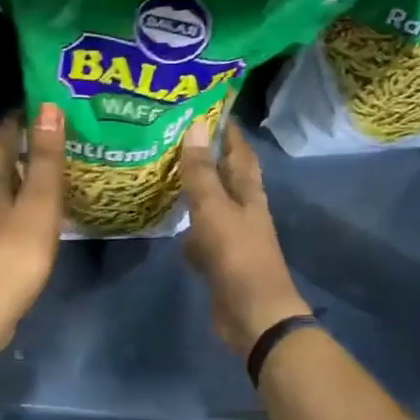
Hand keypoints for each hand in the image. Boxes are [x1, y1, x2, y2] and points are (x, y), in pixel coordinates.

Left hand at [0, 104, 65, 341]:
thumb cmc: (16, 250)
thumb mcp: (39, 201)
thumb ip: (45, 157)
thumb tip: (47, 107)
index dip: (14, 123)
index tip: (33, 108)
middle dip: (15, 151)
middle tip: (45, 142)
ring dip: (14, 183)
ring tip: (41, 180)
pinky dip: (13, 211)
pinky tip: (28, 222)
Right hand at [180, 122, 309, 356]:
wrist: (252, 313)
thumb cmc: (236, 255)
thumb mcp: (214, 209)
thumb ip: (201, 172)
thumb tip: (195, 126)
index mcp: (248, 193)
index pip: (240, 152)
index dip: (228, 131)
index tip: (209, 107)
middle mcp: (243, 210)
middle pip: (227, 176)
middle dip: (208, 157)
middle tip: (177, 136)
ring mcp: (232, 236)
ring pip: (212, 204)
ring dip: (195, 190)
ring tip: (167, 172)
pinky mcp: (219, 259)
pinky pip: (201, 233)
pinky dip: (188, 224)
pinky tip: (171, 222)